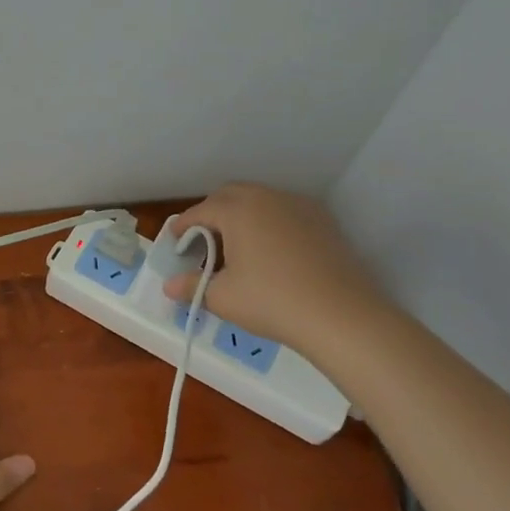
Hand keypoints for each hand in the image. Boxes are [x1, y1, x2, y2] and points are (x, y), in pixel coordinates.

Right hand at [160, 183, 389, 351]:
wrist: (341, 315)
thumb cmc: (272, 301)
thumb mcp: (223, 298)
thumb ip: (192, 286)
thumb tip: (169, 286)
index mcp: (237, 210)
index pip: (201, 211)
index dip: (183, 225)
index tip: (174, 240)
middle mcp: (266, 197)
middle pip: (230, 195)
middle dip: (212, 213)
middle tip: (203, 241)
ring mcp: (298, 206)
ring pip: (260, 200)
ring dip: (242, 215)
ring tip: (237, 246)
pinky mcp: (322, 220)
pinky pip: (285, 212)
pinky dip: (269, 222)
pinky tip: (271, 250)